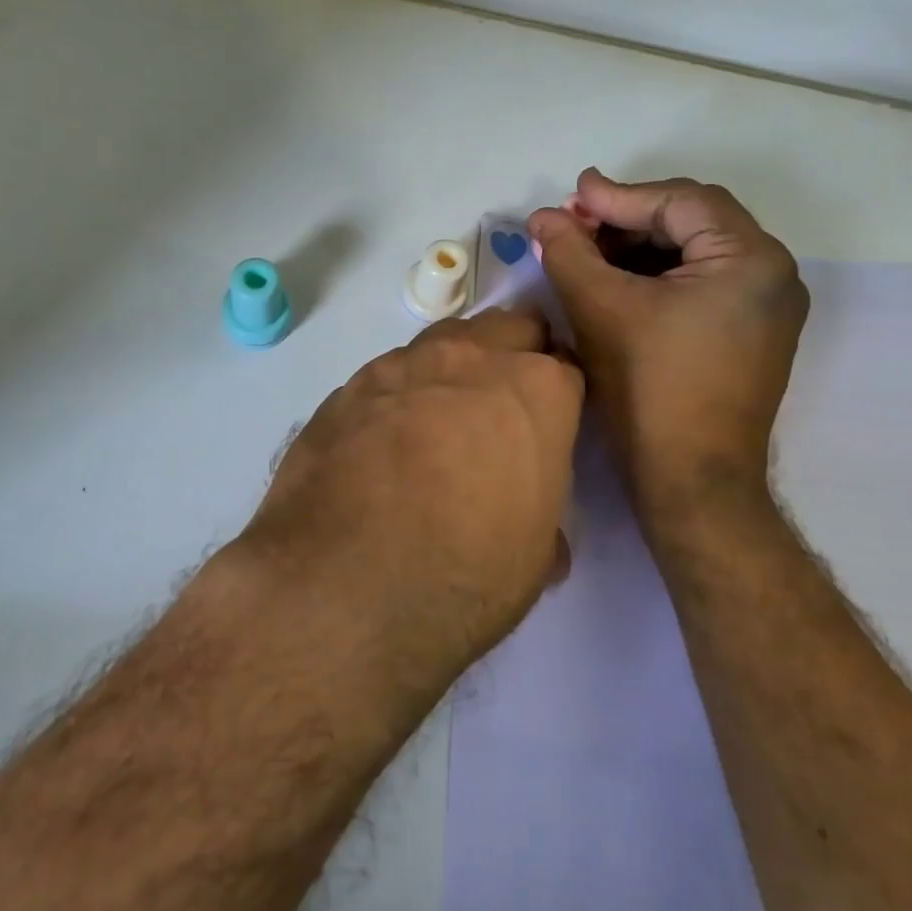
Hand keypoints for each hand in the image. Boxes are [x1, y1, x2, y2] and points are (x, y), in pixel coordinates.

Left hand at [242, 306, 583, 693]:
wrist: (346, 582)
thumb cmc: (466, 573)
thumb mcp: (533, 556)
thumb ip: (541, 516)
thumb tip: (533, 523)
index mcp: (537, 391)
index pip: (566, 369)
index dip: (560, 396)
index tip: (550, 421)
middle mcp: (473, 359)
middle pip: (510, 328)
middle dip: (516, 354)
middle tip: (504, 405)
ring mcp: (405, 363)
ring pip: (447, 338)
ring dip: (456, 366)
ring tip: (443, 416)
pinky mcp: (351, 384)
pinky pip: (391, 371)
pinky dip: (402, 390)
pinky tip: (386, 436)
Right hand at [527, 169, 807, 528]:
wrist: (691, 481)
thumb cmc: (649, 387)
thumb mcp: (601, 308)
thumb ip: (569, 251)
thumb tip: (543, 216)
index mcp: (751, 259)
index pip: (679, 202)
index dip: (618, 197)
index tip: (570, 195)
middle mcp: (772, 274)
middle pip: (692, 222)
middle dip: (628, 220)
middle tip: (575, 224)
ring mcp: (767, 307)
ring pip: (695, 252)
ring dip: (640, 247)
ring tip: (588, 253)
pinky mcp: (751, 333)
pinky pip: (702, 283)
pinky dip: (658, 276)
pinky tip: (616, 282)